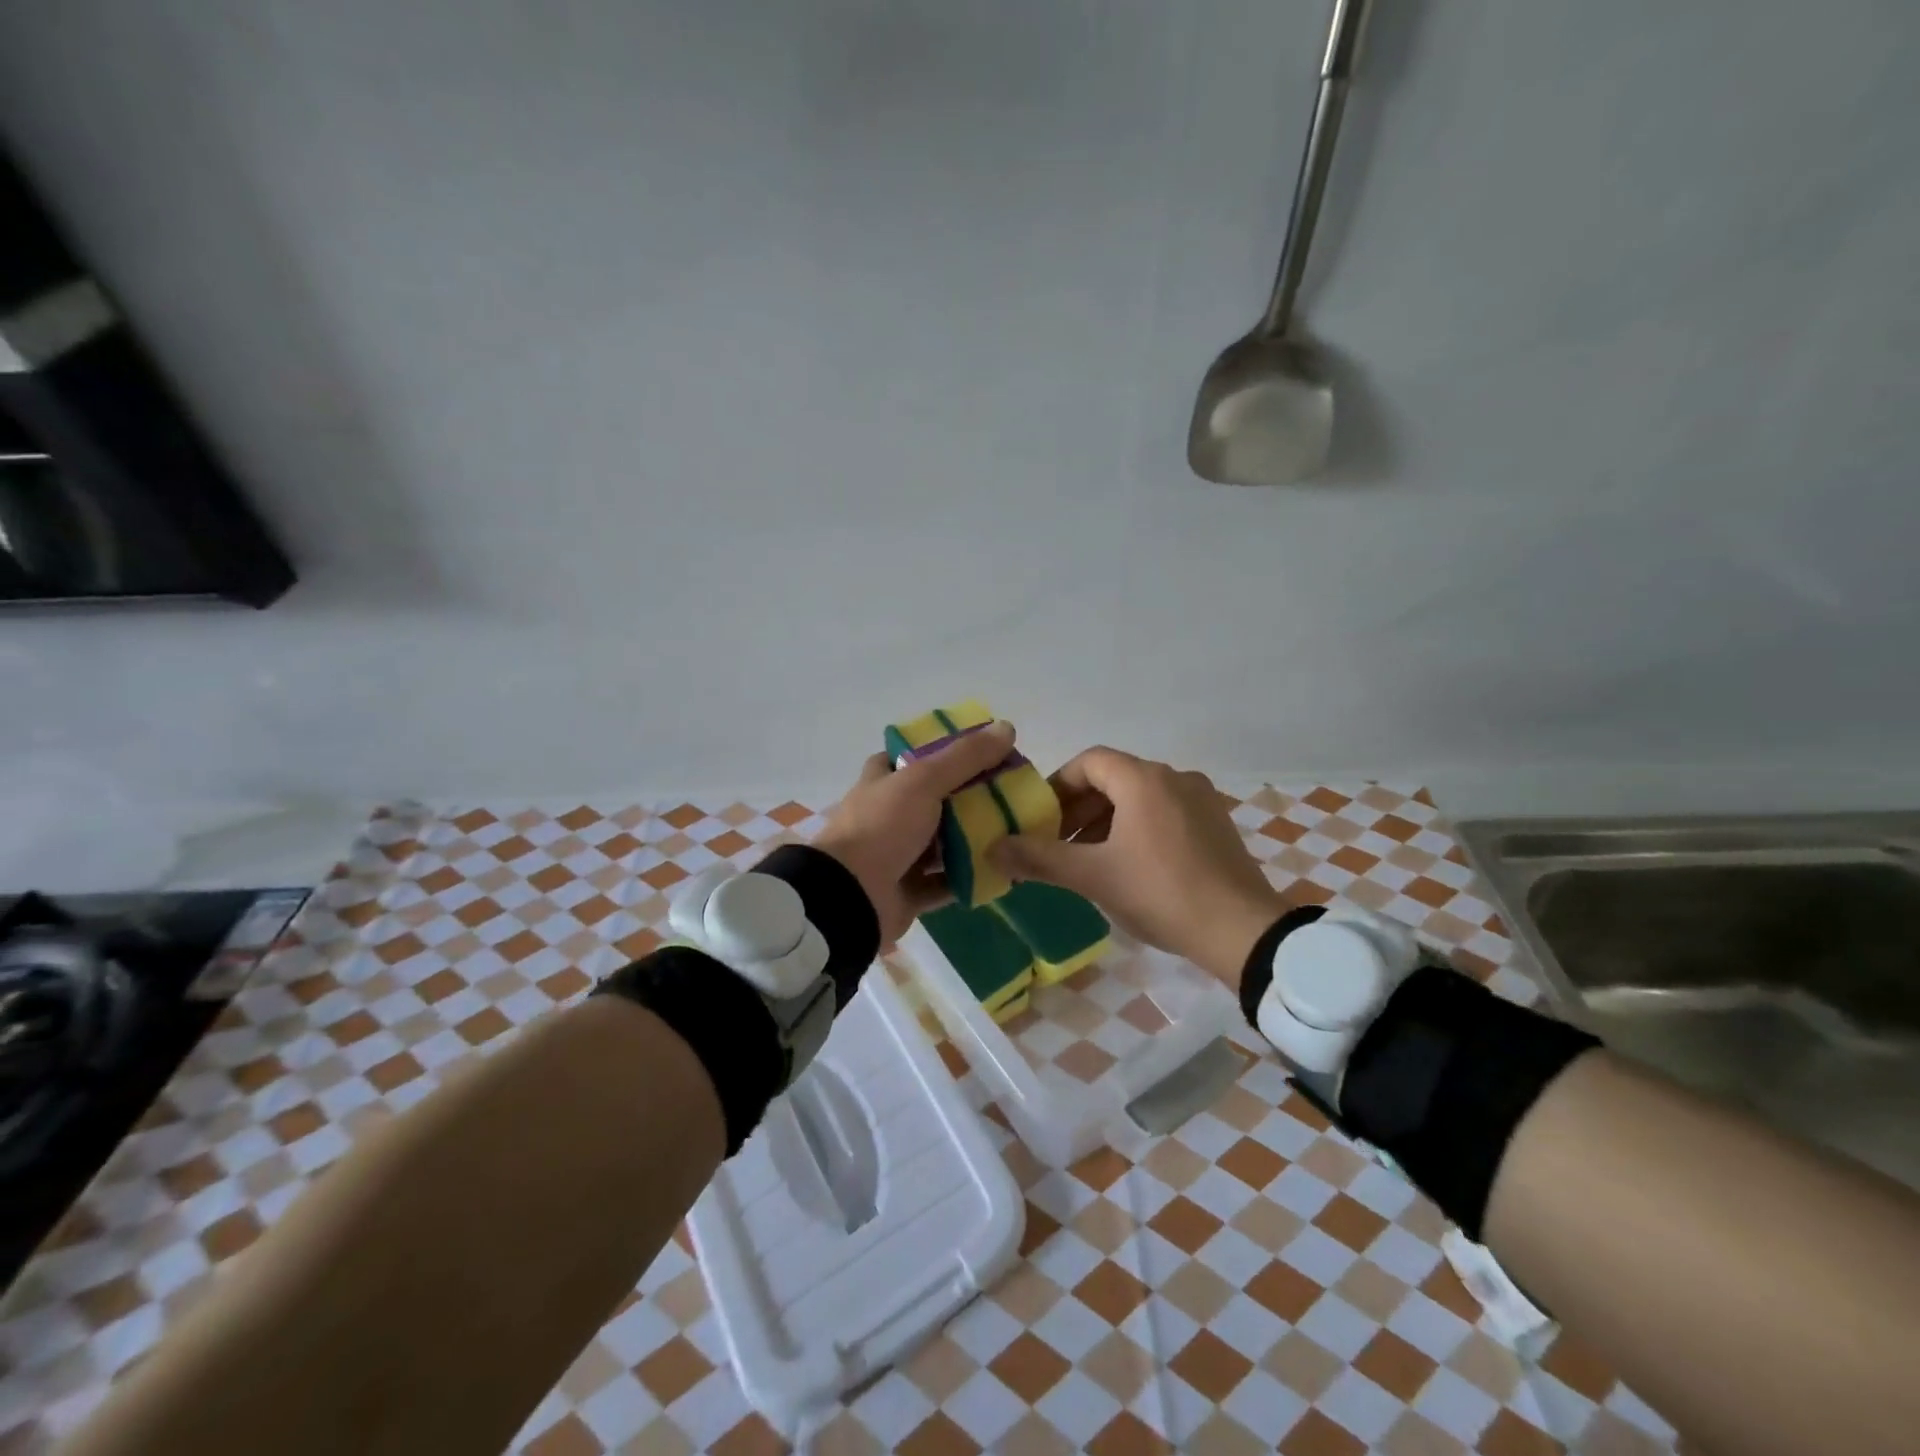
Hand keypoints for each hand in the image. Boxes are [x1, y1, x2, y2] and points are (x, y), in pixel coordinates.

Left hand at [813, 720, 1019, 945]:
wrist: (849, 897)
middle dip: (967, 798)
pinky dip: (969, 878)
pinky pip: (945, 883)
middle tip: (1008, 793)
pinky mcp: (907, 892)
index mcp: (881, 784)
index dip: (938, 752)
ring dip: (972, 840)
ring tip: (1013, 831)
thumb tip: (1007, 726)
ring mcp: (895, 857)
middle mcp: (886, 817)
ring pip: (940, 844)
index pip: (907, 759)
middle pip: (931, 802)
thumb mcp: (924, 781)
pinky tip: (1002, 871)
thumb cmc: (882, 828)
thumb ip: (964, 757)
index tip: (977, 752)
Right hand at [989, 747, 1284, 987]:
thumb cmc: (1160, 893)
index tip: (1040, 819)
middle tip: (1059, 843)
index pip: (1088, 762)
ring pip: (1140, 797)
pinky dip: (1138, 828)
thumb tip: (991, 849)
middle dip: (1080, 808)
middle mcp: (1174, 777)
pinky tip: (1131, 866)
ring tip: (1090, 859)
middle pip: (1114, 778)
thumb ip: (1040, 858)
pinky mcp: (1217, 824)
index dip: (1057, 785)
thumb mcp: (1094, 876)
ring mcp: (1201, 799)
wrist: (1242, 931)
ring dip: (1108, 820)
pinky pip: (1165, 812)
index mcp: (1143, 779)